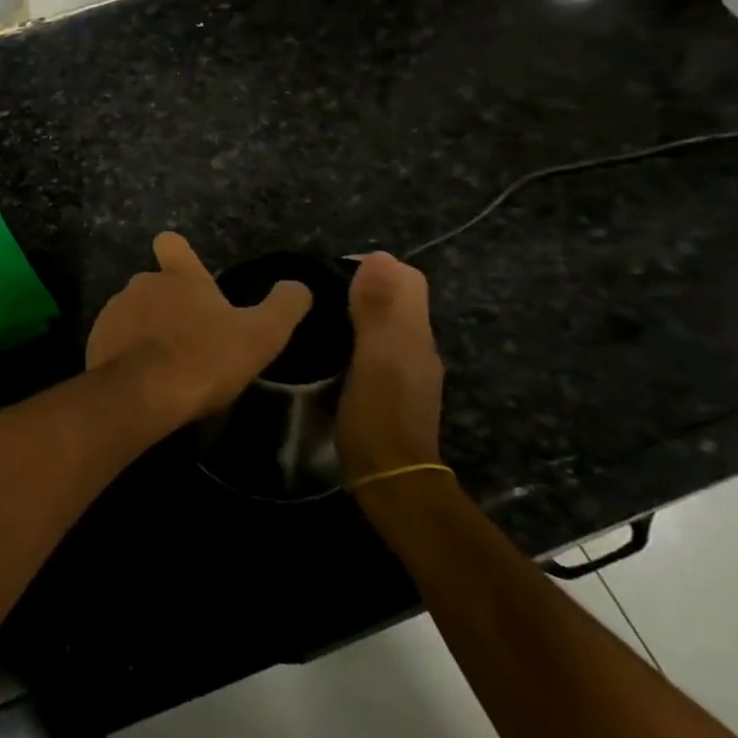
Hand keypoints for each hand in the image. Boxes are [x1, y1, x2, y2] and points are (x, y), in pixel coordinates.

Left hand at [87, 232, 312, 426]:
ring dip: (146, 330)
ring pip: (133, 313)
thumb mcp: (262, 335)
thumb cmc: (206, 357)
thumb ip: (284, 306)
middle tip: (191, 338)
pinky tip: (144, 380)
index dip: (178, 253)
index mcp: (179, 277)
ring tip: (167, 364)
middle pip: (154, 284)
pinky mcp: (95, 341)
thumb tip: (299, 286)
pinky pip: (114, 341)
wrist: (144, 393)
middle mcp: (142, 284)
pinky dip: (126, 354)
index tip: (184, 269)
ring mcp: (114, 311)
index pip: (172, 244)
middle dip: (168, 304)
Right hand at [334, 252, 443, 483]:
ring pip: (388, 322)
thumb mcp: (372, 357)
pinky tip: (332, 346)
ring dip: (361, 310)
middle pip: (400, 299)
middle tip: (320, 292)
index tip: (332, 271)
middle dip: (366, 285)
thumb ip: (376, 309)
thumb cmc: (378, 415)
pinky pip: (379, 345)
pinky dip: (359, 335)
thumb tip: (378, 257)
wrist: (392, 480)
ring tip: (319, 314)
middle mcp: (418, 346)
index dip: (374, 267)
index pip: (407, 279)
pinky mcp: (393, 389)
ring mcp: (408, 370)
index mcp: (414, 333)